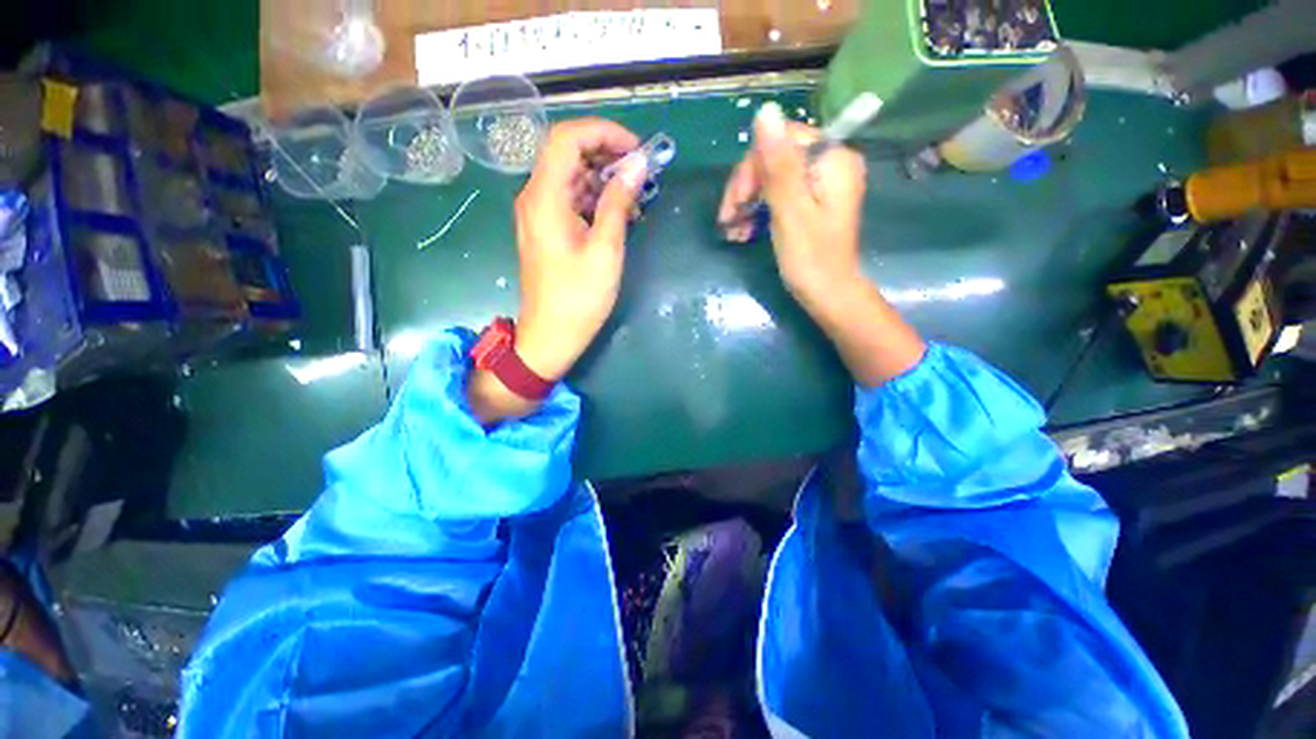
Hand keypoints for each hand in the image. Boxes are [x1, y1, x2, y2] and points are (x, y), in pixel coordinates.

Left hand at [469, 118, 646, 423]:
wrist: (550, 336)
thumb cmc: (578, 298)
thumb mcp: (605, 251)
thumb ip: (618, 204)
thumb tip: (637, 167)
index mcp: (545, 197)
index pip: (568, 138)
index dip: (604, 132)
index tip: (637, 150)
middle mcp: (535, 197)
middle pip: (568, 154)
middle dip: (607, 154)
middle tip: (642, 172)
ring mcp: (539, 214)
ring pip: (571, 177)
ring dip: (605, 179)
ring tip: (637, 197)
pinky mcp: (547, 230)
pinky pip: (571, 200)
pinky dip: (596, 200)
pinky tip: (620, 215)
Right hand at [718, 103, 924, 385]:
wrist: (828, 296)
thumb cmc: (810, 259)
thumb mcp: (790, 212)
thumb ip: (779, 165)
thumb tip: (765, 111)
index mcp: (832, 159)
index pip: (781, 140)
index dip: (752, 168)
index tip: (735, 203)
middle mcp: (829, 164)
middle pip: (775, 158)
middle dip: (746, 189)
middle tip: (728, 221)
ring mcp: (820, 184)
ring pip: (772, 178)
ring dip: (747, 203)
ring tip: (733, 232)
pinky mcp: (810, 202)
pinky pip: (778, 195)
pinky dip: (758, 211)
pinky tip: (744, 231)